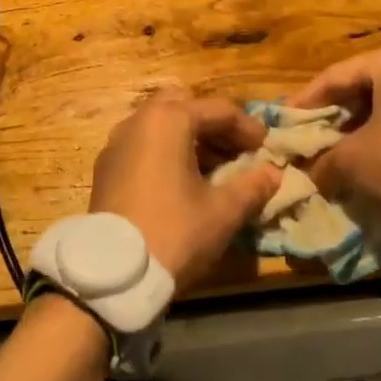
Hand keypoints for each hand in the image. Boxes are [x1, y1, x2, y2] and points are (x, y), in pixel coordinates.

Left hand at [91, 90, 282, 289]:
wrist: (114, 275)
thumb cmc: (174, 232)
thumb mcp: (223, 211)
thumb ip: (253, 186)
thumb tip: (275, 172)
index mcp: (168, 120)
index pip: (219, 110)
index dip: (248, 128)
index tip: (268, 150)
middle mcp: (138, 121)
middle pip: (184, 106)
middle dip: (214, 126)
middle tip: (237, 153)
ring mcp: (116, 143)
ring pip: (160, 125)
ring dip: (190, 139)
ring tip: (215, 171)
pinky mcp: (106, 167)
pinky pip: (143, 145)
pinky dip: (166, 153)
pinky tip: (183, 184)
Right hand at [293, 42, 380, 201]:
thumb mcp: (352, 158)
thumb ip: (323, 159)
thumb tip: (308, 172)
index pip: (335, 77)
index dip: (305, 101)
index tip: (284, 120)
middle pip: (362, 88)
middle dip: (335, 114)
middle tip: (310, 134)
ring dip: (360, 126)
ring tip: (337, 148)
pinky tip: (371, 155)